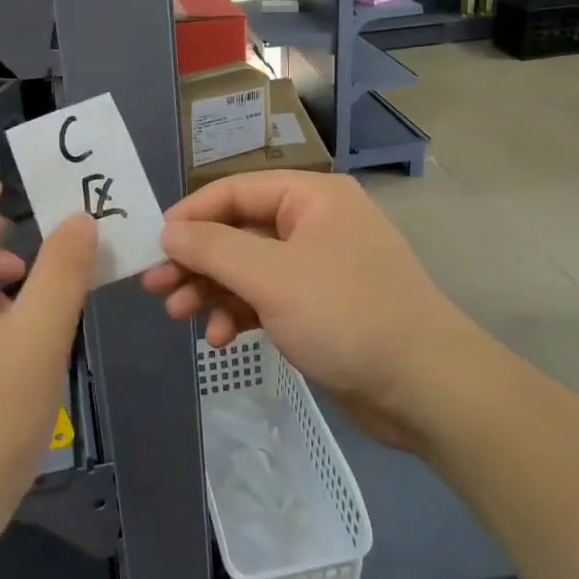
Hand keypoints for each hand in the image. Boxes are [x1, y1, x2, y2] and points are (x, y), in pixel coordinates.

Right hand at [141, 171, 473, 451]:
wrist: (424, 387)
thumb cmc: (346, 315)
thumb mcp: (271, 277)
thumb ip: (214, 249)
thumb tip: (168, 230)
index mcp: (311, 197)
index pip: (235, 190)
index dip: (190, 215)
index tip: (154, 246)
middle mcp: (314, 223)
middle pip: (238, 231)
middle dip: (196, 261)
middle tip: (155, 288)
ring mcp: (317, 267)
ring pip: (248, 269)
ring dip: (212, 291)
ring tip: (179, 317)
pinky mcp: (318, 307)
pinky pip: (266, 299)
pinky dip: (240, 313)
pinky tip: (222, 339)